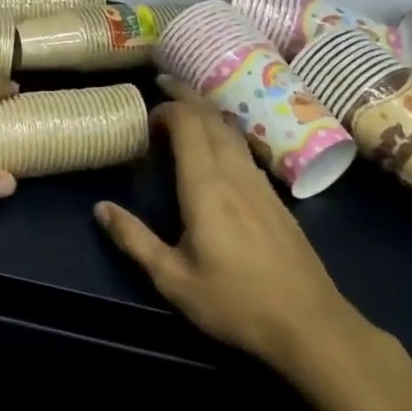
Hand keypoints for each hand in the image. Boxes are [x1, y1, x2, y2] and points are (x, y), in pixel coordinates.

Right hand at [94, 87, 368, 380]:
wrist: (310, 325)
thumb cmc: (235, 302)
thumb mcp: (173, 278)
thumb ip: (134, 240)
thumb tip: (100, 208)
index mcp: (205, 186)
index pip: (187, 124)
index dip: (166, 109)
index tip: (146, 114)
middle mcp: (234, 173)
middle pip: (211, 117)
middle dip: (186, 96)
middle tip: (162, 85)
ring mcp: (260, 182)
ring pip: (232, 130)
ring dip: (207, 111)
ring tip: (186, 109)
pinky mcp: (275, 197)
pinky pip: (245, 148)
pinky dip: (224, 132)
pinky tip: (217, 147)